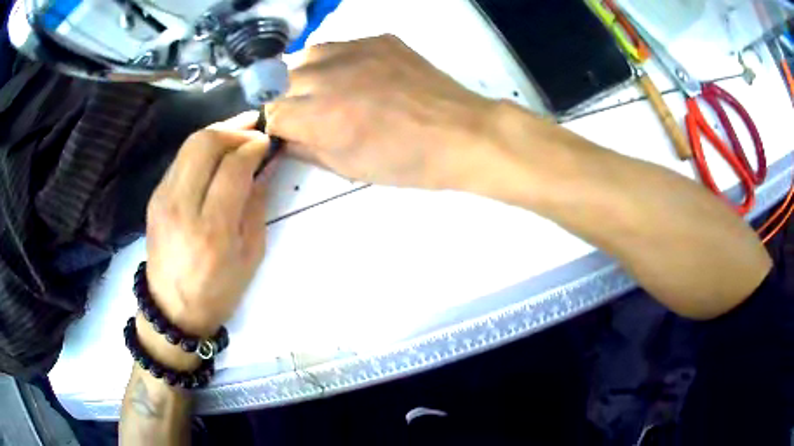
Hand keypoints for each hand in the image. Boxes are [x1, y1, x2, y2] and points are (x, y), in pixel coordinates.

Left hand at [145, 112, 273, 336]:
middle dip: (234, 128)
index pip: (233, 167)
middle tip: (254, 129)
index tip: (268, 142)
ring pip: (190, 144)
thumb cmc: (217, 291)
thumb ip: (256, 205)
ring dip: (218, 132)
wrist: (172, 310)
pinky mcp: (155, 196)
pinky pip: (180, 158)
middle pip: (205, 143)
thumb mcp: (250, 255)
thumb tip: (265, 165)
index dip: (254, 146)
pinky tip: (216, 153)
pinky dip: (202, 147)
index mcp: (211, 230)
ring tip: (239, 132)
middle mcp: (182, 207)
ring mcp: (163, 199)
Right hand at [266, 34, 502, 189]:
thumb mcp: (350, 168)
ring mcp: (355, 51)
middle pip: (281, 82)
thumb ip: (306, 149)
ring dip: (305, 75)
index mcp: (321, 116)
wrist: (461, 133)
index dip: (276, 126)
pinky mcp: (378, 40)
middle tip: (307, 114)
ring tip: (324, 91)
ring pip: (306, 57)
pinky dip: (333, 61)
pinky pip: (339, 45)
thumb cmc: (407, 161)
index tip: (288, 133)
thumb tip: (284, 137)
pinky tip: (352, 75)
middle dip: (286, 100)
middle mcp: (329, 76)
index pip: (272, 113)